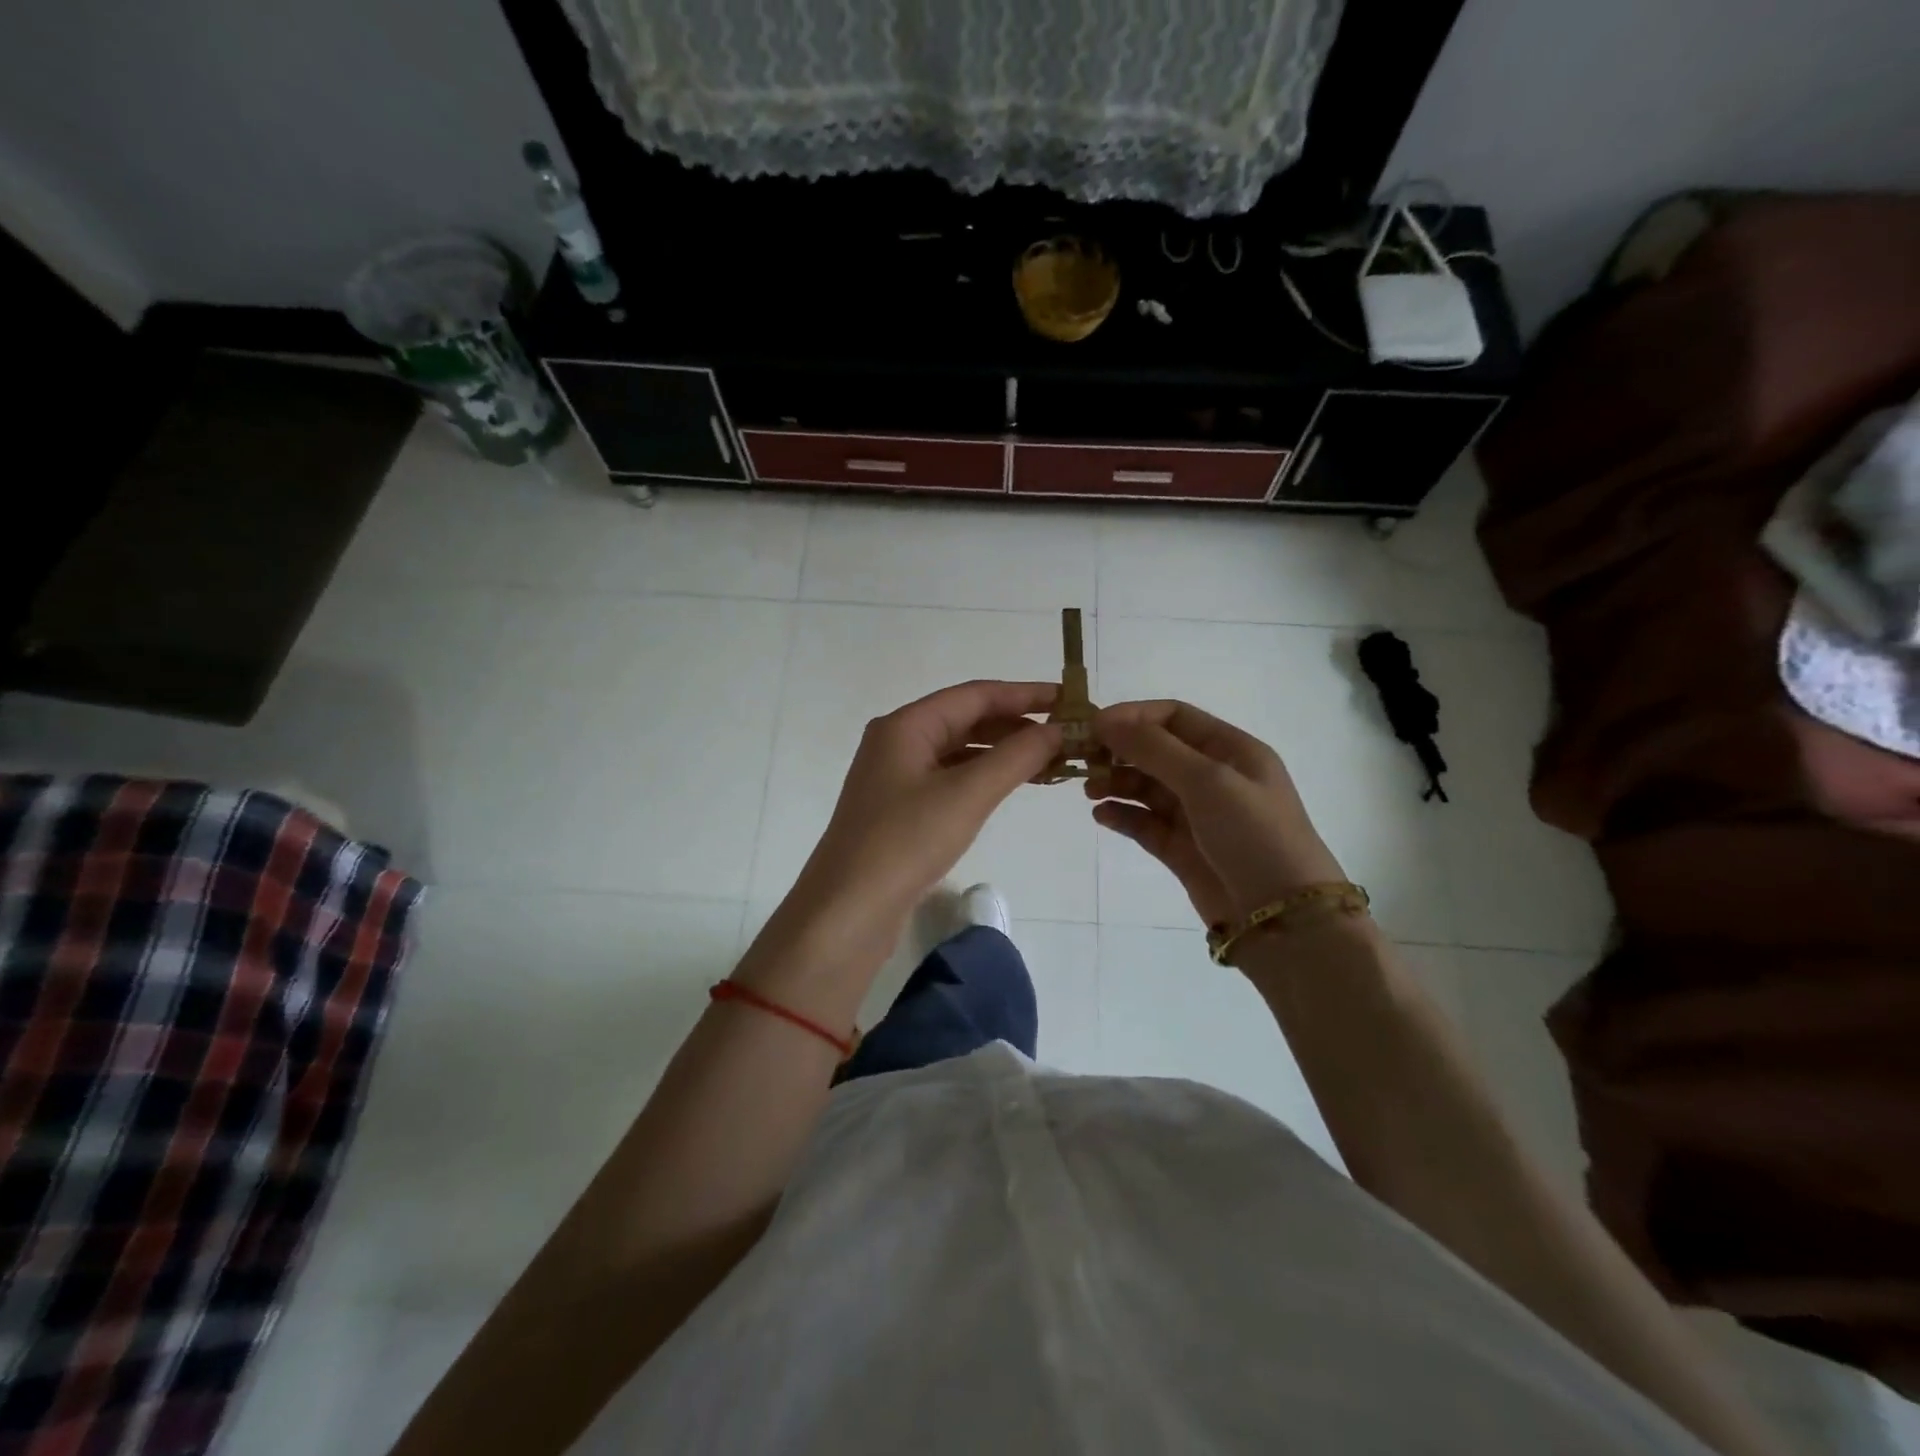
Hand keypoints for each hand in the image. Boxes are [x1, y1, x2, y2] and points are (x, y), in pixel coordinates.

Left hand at [782, 680, 1062, 939]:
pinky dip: (983, 778)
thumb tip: (1058, 730)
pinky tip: (1011, 787)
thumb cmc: (906, 842)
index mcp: (906, 725)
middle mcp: (898, 742)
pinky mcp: (900, 809)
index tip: (1068, 699)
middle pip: (966, 719)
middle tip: (1065, 735)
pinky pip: (951, 778)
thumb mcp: (967, 794)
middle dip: (1016, 724)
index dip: (1024, 694)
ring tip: (1049, 761)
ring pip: (959, 751)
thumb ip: (1016, 757)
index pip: (975, 695)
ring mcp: (896, 777)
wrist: (848, 910)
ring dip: (1003, 752)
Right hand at [1087, 699, 1344, 926]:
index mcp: (1231, 750)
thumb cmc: (1253, 835)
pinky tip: (1102, 815)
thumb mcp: (1207, 781)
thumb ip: (1154, 749)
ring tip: (1090, 792)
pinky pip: (1145, 823)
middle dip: (1120, 751)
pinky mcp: (1182, 849)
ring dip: (1117, 783)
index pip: (1175, 717)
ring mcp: (1198, 815)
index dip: (1134, 716)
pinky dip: (1123, 816)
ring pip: (1147, 787)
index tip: (1094, 726)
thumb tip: (1105, 721)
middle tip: (1082, 759)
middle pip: (1157, 751)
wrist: (1283, 918)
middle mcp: (1214, 777)